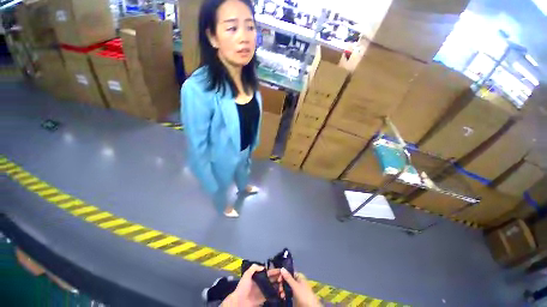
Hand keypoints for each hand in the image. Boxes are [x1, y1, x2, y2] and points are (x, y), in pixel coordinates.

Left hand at [221, 264, 281, 305]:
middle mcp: (263, 282)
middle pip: (273, 279)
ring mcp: (264, 290)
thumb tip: (264, 267)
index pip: (269, 272)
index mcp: (259, 276)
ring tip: (284, 287)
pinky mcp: (265, 298)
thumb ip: (254, 268)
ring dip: (280, 286)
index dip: (276, 271)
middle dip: (279, 278)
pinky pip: (272, 295)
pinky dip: (277, 294)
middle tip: (285, 279)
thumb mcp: (247, 274)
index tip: (283, 270)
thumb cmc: (243, 287)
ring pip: (274, 287)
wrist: (239, 301)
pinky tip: (282, 294)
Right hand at [280, 268, 321, 306]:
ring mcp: (296, 289)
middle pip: (288, 280)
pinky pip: (288, 293)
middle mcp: (297, 281)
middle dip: (282, 284)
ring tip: (281, 295)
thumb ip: (288, 277)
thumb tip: (282, 268)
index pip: (289, 273)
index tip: (278, 279)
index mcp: (299, 277)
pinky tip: (283, 297)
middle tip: (279, 289)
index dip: (283, 275)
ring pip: (287, 287)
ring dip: (283, 290)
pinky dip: (285, 294)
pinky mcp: (295, 296)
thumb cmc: (303, 294)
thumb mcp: (295, 286)